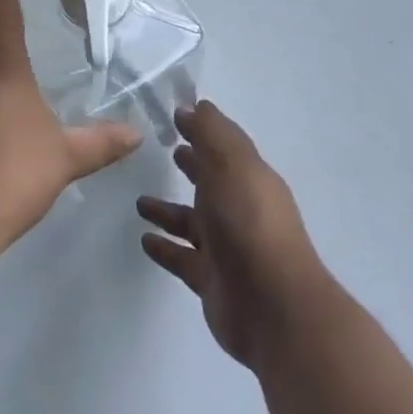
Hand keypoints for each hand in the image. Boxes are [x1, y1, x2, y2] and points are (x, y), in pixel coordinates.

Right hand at [137, 101, 331, 368]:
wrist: (273, 306)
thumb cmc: (250, 222)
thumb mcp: (231, 164)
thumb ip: (211, 133)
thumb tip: (194, 106)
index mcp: (249, 177)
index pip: (224, 145)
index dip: (203, 129)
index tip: (177, 115)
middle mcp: (240, 208)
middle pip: (211, 181)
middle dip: (193, 165)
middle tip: (167, 149)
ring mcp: (227, 247)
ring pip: (193, 222)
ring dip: (169, 210)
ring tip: (139, 200)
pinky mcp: (212, 281)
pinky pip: (183, 258)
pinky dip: (165, 247)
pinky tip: (143, 239)